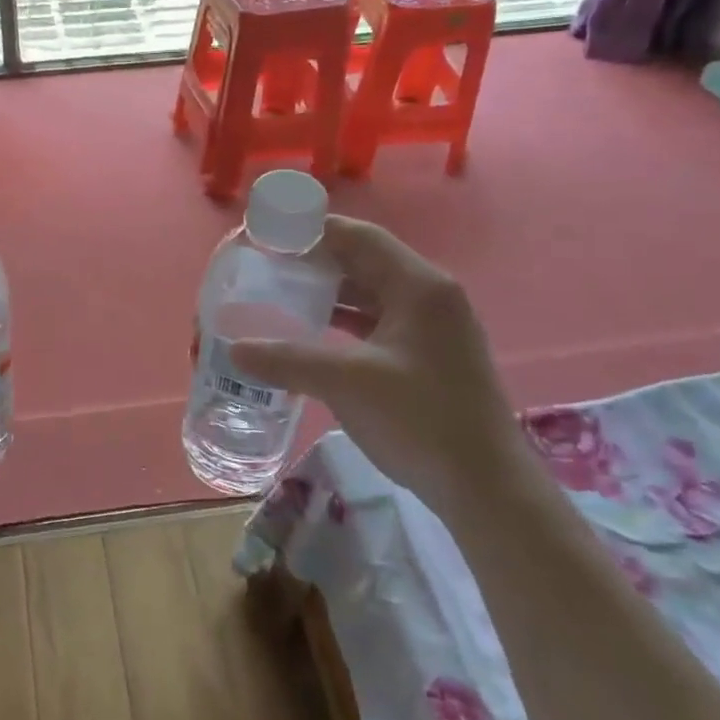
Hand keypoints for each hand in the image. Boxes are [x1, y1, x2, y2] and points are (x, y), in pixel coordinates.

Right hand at [229, 216, 529, 517]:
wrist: (485, 488)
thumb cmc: (421, 421)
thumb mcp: (348, 383)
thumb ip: (288, 360)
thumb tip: (235, 349)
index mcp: (419, 286)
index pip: (358, 236)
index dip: (311, 231)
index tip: (267, 236)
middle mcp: (428, 295)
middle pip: (364, 260)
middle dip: (315, 261)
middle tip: (266, 266)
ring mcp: (431, 326)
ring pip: (369, 292)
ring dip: (328, 291)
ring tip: (279, 294)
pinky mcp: (426, 354)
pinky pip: (376, 321)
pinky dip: (342, 320)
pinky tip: (310, 331)